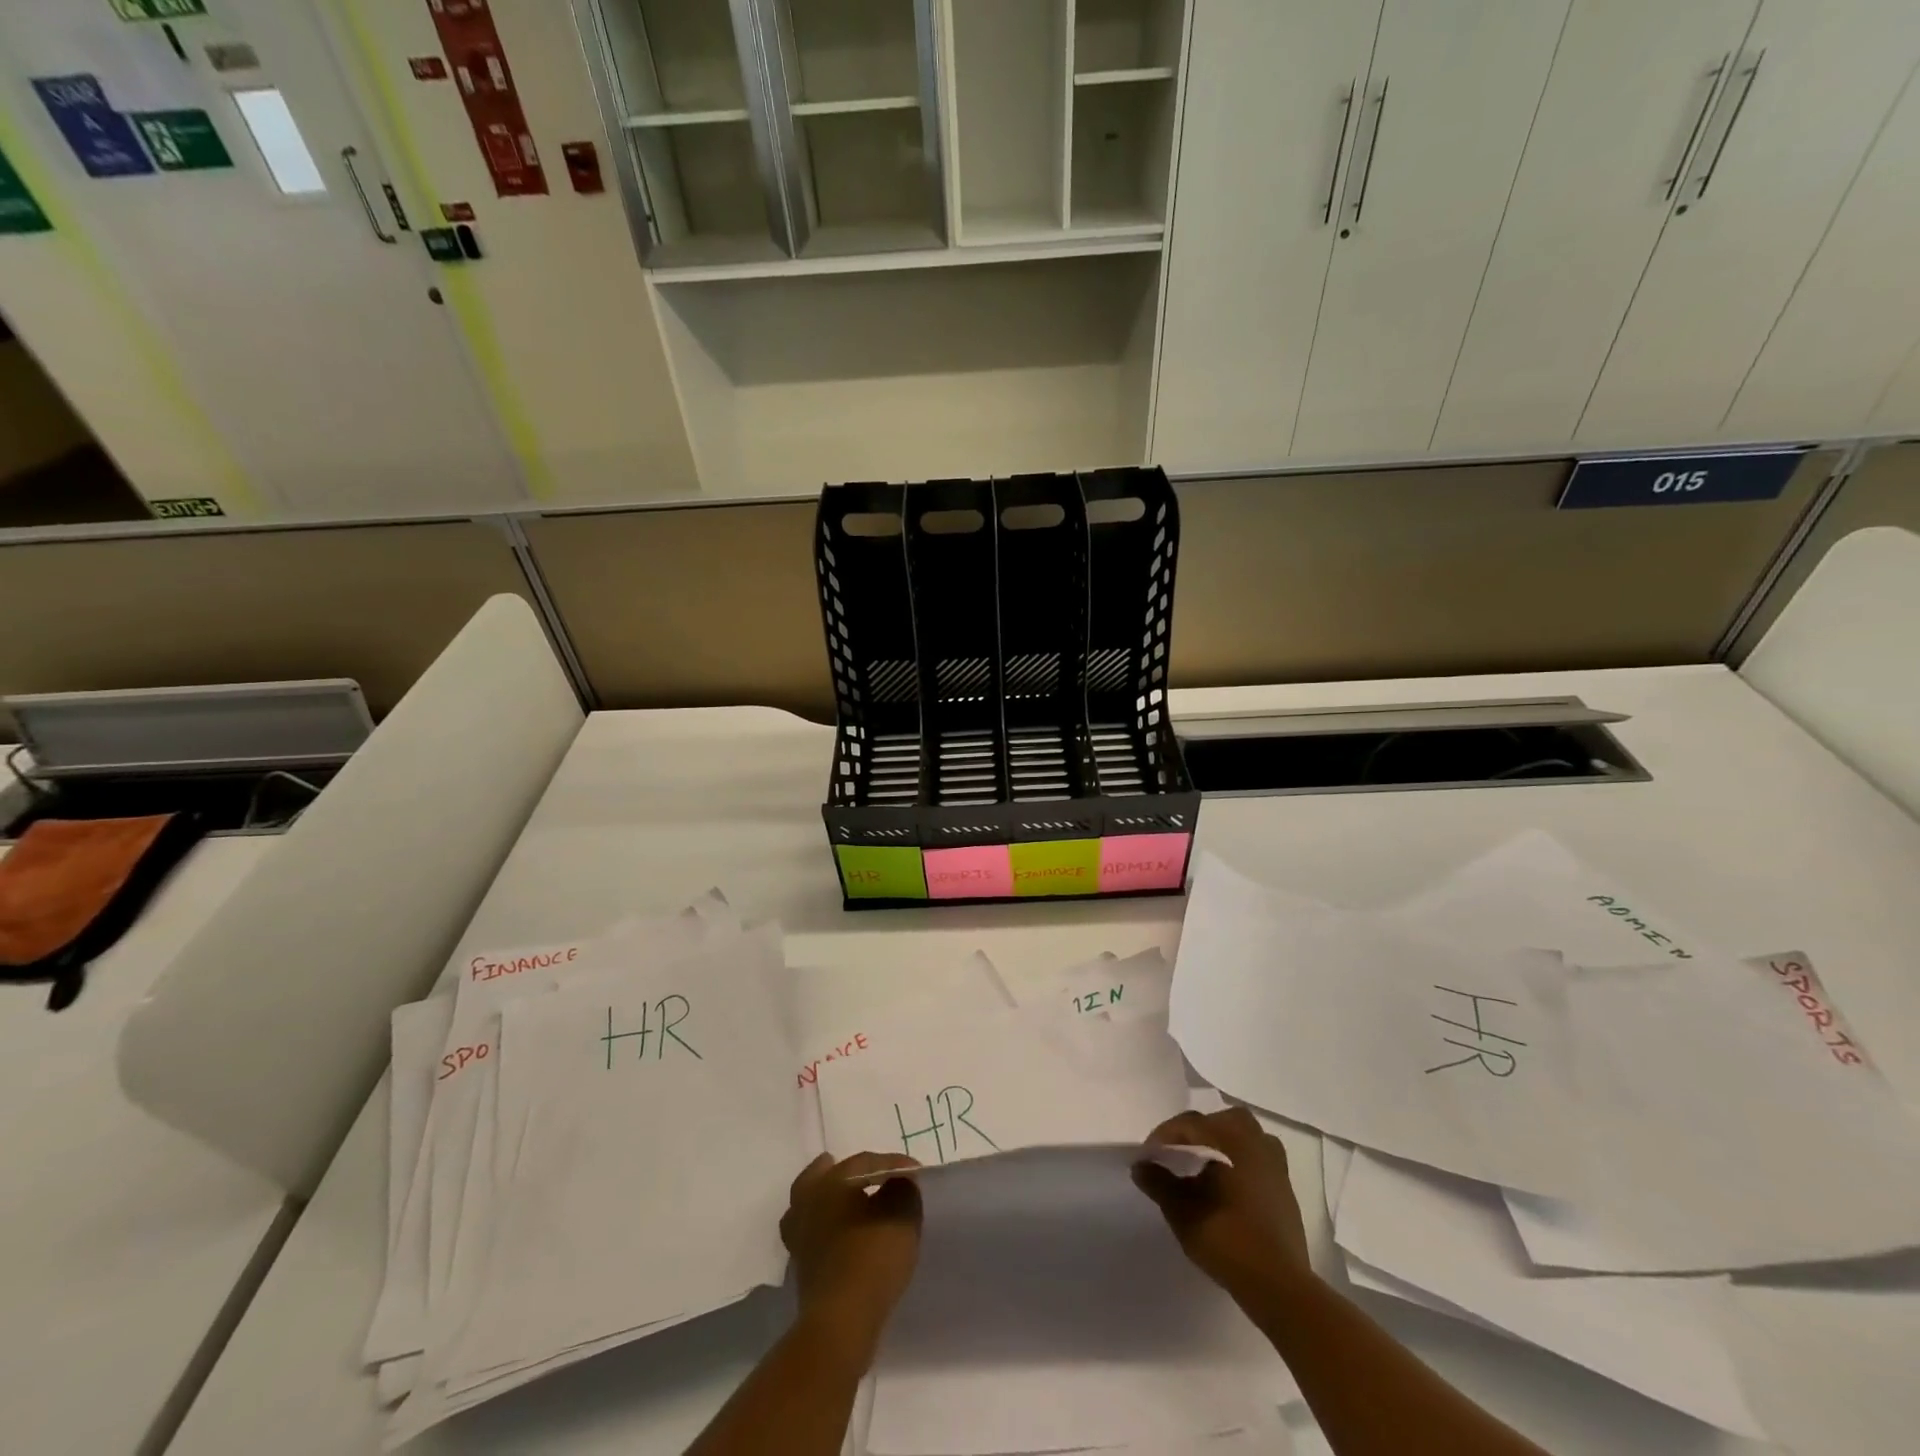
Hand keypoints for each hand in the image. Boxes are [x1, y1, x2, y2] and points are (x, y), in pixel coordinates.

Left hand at [781, 1151, 922, 1360]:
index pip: (864, 1162)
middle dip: (840, 1172)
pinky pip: (813, 1235)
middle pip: (820, 1176)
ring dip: (828, 1202)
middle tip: (863, 1175)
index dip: (892, 1164)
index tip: (913, 1173)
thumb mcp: (902, 1215)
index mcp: (830, 1181)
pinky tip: (844, 1238)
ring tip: (851, 1207)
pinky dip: (827, 1230)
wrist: (840, 1322)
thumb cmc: (872, 1258)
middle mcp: (808, 1202)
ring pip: (809, 1206)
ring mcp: (799, 1237)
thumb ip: (903, 1189)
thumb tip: (898, 1181)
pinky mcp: (800, 1267)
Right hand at [1133, 1106, 1314, 1311]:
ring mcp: (1274, 1162)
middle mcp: (1253, 1141)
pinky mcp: (1284, 1184)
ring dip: (1222, 1139)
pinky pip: (1258, 1154)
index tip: (1148, 1155)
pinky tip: (1230, 1180)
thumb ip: (1159, 1184)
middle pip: (1219, 1120)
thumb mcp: (1182, 1212)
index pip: (1188, 1124)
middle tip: (1177, 1152)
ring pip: (1244, 1133)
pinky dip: (1241, 1157)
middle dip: (1195, 1130)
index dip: (1163, 1136)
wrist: (1278, 1284)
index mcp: (1228, 1139)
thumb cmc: (1226, 1239)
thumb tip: (1140, 1165)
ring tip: (1205, 1162)